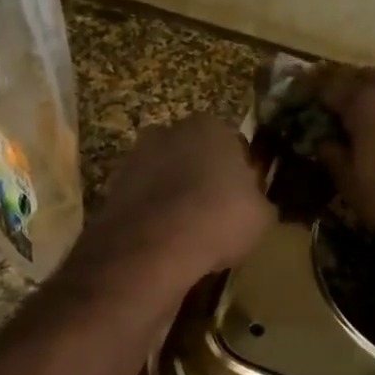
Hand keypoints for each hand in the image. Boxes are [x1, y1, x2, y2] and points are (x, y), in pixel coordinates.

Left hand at [68, 115, 273, 299]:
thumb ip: (257, 201)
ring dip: (174, 198)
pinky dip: (153, 217)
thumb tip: (253, 204)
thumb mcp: (261, 216)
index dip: (241, 175)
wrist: (152, 248)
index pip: (233, 145)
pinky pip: (144, 202)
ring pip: (165, 177)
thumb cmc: (218, 219)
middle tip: (215, 216)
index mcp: (209, 126)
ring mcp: (135, 158)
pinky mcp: (112, 188)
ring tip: (188, 235)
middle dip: (202, 179)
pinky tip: (164, 244)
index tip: (243, 202)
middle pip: (194, 156)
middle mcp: (168, 132)